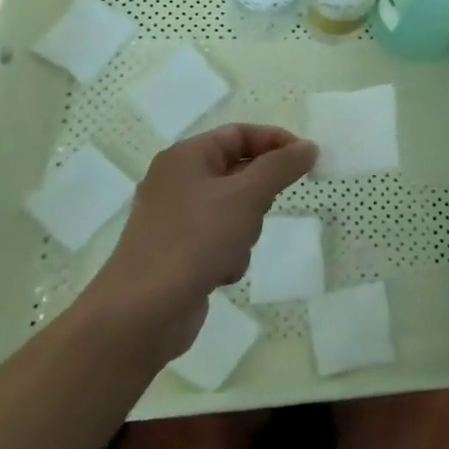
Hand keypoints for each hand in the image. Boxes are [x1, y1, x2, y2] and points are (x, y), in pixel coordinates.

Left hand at [85, 124, 316, 353]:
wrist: (140, 315)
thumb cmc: (194, 240)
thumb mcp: (246, 196)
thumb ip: (281, 167)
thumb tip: (308, 147)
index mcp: (186, 157)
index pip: (240, 133)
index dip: (276, 142)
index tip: (307, 160)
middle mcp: (177, 181)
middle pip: (238, 172)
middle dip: (258, 195)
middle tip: (263, 209)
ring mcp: (175, 219)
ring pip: (233, 208)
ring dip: (245, 228)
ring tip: (234, 248)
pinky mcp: (178, 253)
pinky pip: (219, 238)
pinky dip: (228, 252)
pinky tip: (220, 272)